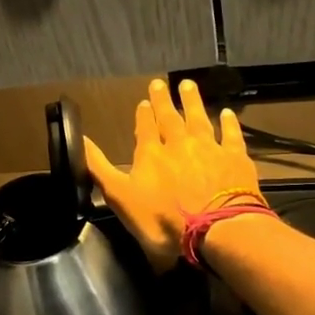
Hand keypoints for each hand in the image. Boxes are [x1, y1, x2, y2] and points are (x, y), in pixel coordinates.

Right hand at [84, 78, 262, 269]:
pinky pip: (231, 135)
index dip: (143, 116)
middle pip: (170, 118)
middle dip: (164, 101)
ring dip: (192, 102)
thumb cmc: (164, 221)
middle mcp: (179, 145)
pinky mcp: (235, 159)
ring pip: (199, 119)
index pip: (145, 129)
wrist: (216, 230)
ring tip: (188, 85)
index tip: (143, 102)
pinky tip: (227, 113)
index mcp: (151, 155)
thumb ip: (99, 168)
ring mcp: (209, 149)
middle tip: (160, 84)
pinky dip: (229, 123)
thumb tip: (79, 139)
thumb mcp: (120, 197)